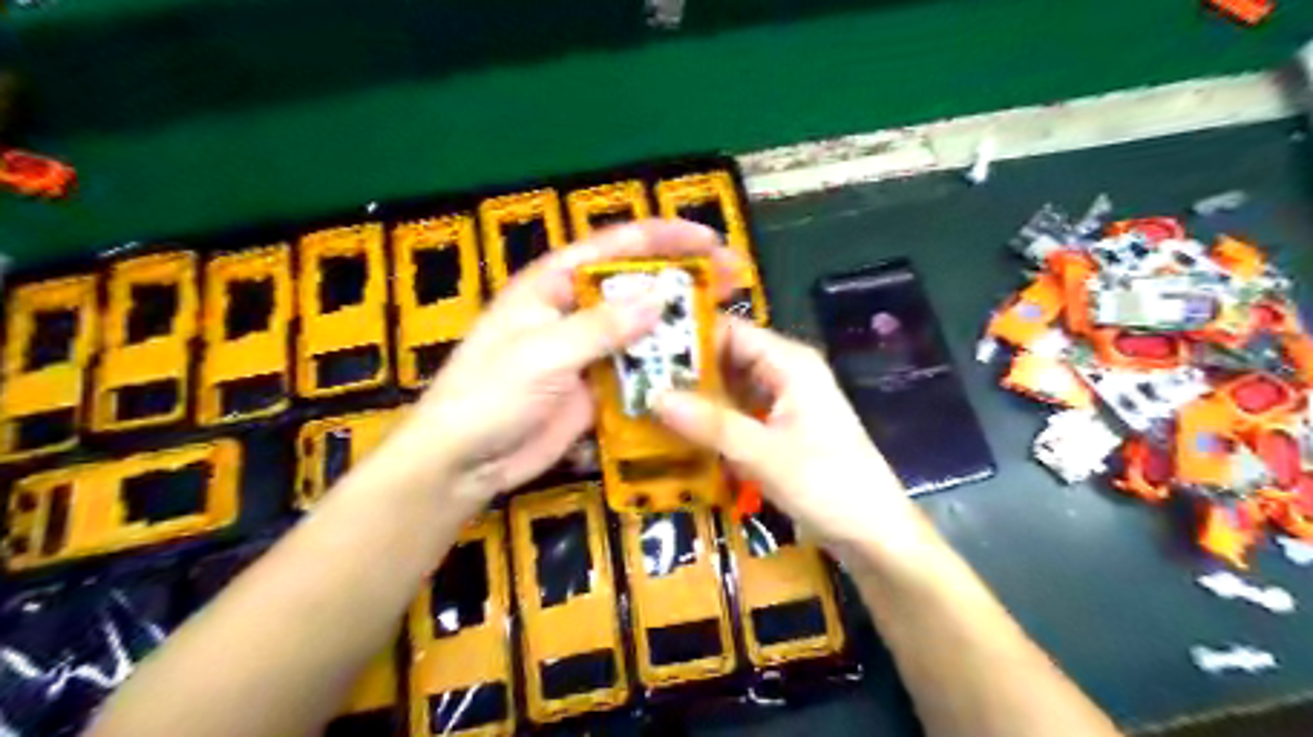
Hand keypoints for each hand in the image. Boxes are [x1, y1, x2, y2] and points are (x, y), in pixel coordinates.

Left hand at [388, 216, 737, 507]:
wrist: (464, 461)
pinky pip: (638, 369)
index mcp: (553, 284)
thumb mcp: (542, 354)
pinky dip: (665, 367)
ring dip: (680, 325)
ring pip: (642, 328)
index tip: (710, 241)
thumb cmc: (489, 396)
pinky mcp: (597, 385)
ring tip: (726, 323)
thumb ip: (600, 327)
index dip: (664, 238)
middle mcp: (575, 309)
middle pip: (636, 284)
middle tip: (732, 280)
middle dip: (682, 278)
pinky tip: (697, 368)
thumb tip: (660, 298)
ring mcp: (588, 349)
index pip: (615, 247)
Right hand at [655, 318, 937, 568]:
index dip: (687, 335)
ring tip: (642, 403)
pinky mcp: (779, 431)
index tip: (641, 344)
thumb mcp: (765, 454)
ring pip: (729, 389)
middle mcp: (786, 374)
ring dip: (695, 398)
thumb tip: (653, 396)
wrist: (875, 537)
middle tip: (632, 379)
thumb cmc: (829, 486)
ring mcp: (783, 404)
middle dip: (684, 370)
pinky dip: (711, 422)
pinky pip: (737, 416)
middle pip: (727, 359)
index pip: (730, 331)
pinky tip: (676, 433)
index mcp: (790, 363)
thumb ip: (710, 424)